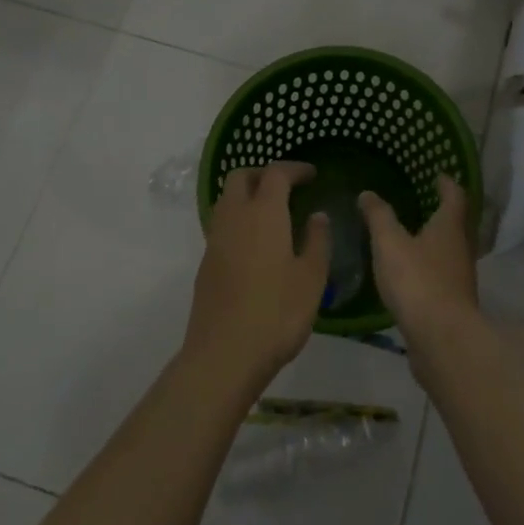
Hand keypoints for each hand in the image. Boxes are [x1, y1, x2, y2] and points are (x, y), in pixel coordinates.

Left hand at [183, 162, 328, 391]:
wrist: (223, 355)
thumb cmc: (276, 313)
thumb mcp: (311, 278)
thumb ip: (317, 241)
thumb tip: (317, 215)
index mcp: (264, 213)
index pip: (276, 173)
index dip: (294, 168)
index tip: (311, 174)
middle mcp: (234, 217)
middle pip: (241, 177)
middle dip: (263, 174)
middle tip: (287, 187)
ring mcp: (215, 240)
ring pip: (227, 199)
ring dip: (247, 195)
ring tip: (273, 214)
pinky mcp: (206, 263)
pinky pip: (222, 225)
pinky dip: (239, 220)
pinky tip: (257, 245)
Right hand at [359, 176, 477, 353]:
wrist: (442, 340)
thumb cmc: (418, 281)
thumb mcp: (390, 243)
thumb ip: (379, 217)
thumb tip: (368, 193)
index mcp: (450, 227)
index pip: (455, 196)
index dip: (447, 183)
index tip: (438, 175)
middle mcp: (461, 249)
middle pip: (457, 224)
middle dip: (442, 212)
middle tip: (423, 202)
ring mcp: (460, 278)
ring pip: (450, 251)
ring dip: (436, 242)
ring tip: (412, 236)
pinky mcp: (453, 304)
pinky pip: (442, 276)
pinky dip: (429, 268)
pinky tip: (410, 274)